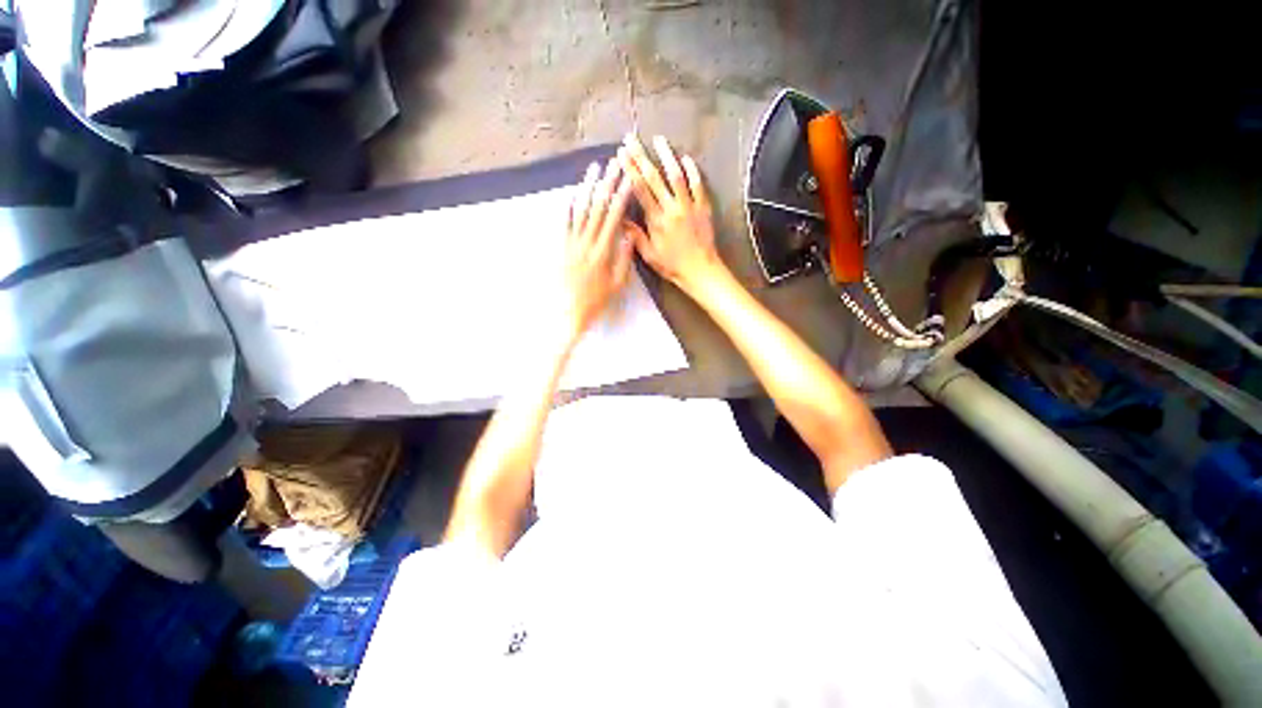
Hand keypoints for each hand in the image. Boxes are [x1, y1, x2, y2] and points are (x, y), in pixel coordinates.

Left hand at [559, 159, 634, 339]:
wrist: (569, 311)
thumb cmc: (597, 300)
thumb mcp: (617, 284)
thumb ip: (623, 259)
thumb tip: (629, 235)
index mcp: (603, 251)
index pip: (614, 217)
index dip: (622, 195)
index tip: (629, 178)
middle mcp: (587, 242)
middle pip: (598, 207)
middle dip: (608, 183)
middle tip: (615, 163)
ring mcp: (572, 242)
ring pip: (581, 209)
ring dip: (588, 187)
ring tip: (594, 168)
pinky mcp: (561, 246)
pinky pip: (565, 222)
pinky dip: (569, 205)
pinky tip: (574, 191)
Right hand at [618, 134, 724, 293]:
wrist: (700, 270)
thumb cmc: (672, 265)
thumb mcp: (649, 255)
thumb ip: (636, 236)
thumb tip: (620, 219)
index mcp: (657, 221)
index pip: (640, 190)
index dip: (630, 170)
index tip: (621, 155)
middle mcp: (672, 209)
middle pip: (655, 178)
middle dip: (641, 156)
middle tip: (632, 139)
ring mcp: (689, 206)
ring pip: (677, 176)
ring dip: (667, 156)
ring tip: (658, 139)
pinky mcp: (703, 207)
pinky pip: (698, 185)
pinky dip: (692, 170)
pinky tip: (685, 158)